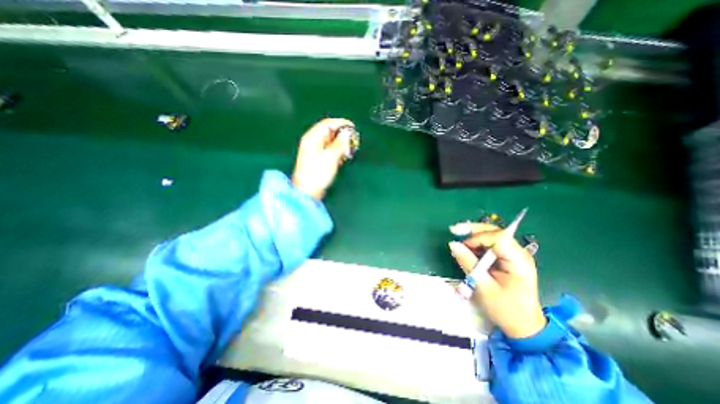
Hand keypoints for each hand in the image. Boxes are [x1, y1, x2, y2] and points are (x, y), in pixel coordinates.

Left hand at [291, 119, 355, 199]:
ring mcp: (316, 150)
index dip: (341, 123)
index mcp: (312, 138)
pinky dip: (338, 150)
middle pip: (329, 132)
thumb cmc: (317, 174)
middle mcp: (313, 141)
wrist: (308, 191)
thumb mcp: (330, 157)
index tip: (353, 128)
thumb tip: (347, 133)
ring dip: (341, 143)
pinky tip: (344, 156)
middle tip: (353, 140)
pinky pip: (331, 149)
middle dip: (342, 134)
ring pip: (331, 141)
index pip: (327, 124)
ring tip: (350, 149)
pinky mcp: (319, 159)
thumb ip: (339, 144)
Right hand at [448, 223, 549, 338]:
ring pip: (491, 236)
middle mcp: (518, 253)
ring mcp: (513, 255)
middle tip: (453, 230)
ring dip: (473, 236)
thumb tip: (452, 244)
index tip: (463, 246)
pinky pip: (489, 245)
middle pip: (495, 231)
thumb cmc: (506, 310)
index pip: (498, 237)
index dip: (478, 237)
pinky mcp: (507, 258)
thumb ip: (468, 263)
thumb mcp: (483, 287)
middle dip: (473, 229)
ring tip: (459, 244)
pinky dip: (476, 245)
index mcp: (518, 260)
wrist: (524, 327)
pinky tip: (467, 250)